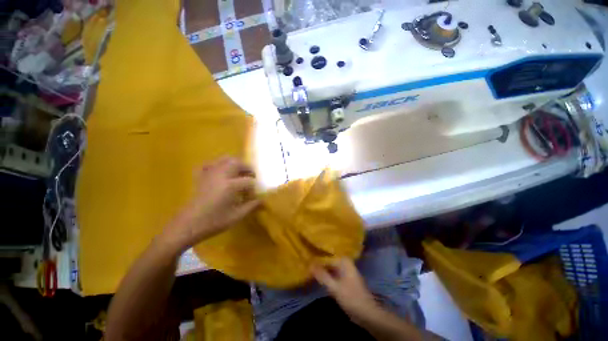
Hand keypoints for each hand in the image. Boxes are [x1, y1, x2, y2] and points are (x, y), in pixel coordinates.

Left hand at [164, 157, 259, 251]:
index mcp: (230, 186)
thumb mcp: (236, 216)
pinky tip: (221, 172)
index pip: (248, 181)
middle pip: (237, 163)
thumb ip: (252, 206)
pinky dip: (218, 164)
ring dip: (235, 164)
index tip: (255, 193)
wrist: (188, 225)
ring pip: (224, 160)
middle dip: (247, 168)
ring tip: (239, 172)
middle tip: (251, 176)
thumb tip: (263, 201)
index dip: (254, 186)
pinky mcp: (201, 177)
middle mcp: (220, 175)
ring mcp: (209, 174)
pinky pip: (210, 164)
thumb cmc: (214, 222)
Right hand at [311, 258, 378, 319]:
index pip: (327, 256)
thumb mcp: (335, 287)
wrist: (367, 314)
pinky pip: (333, 274)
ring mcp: (345, 272)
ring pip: (331, 268)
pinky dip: (326, 276)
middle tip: (307, 263)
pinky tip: (318, 277)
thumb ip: (322, 276)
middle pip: (329, 261)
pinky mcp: (345, 281)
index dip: (317, 258)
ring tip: (310, 269)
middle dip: (319, 263)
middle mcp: (345, 264)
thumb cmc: (351, 298)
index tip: (307, 259)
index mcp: (344, 262)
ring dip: (322, 269)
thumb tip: (310, 265)